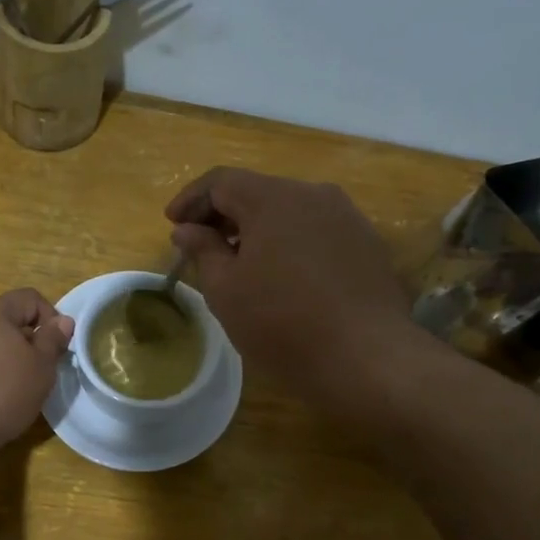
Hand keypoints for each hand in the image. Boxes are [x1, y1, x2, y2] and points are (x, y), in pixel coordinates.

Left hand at [0, 289, 74, 448]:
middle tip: (36, 373)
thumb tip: (63, 320)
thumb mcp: (39, 369)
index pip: (30, 298)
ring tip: (9, 390)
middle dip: (25, 342)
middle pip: (5, 321)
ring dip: (0, 359)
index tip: (57, 349)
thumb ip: (52, 342)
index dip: (51, 319)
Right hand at [167, 168, 415, 400]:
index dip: (191, 200)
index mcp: (273, 198)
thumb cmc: (282, 323)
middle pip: (258, 192)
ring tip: (241, 263)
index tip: (172, 224)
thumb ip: (202, 251)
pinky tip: (284, 276)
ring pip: (290, 212)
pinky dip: (290, 244)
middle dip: (224, 215)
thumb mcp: (225, 290)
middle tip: (201, 246)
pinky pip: (317, 232)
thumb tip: (187, 229)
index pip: (221, 181)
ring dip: (259, 230)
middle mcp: (313, 194)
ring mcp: (347, 217)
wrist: (366, 357)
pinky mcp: (367, 244)